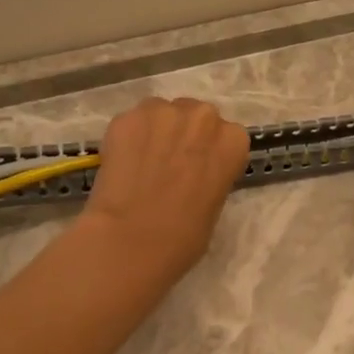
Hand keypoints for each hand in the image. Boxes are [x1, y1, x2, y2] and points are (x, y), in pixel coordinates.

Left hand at [84, 97, 250, 277]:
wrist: (131, 240)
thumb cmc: (184, 237)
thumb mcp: (215, 203)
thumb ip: (211, 174)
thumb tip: (193, 172)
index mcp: (232, 140)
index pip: (227, 135)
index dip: (209, 151)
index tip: (198, 168)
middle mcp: (202, 116)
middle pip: (196, 115)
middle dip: (184, 134)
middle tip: (170, 163)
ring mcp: (162, 112)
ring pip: (161, 113)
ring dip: (156, 131)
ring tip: (142, 162)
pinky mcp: (126, 117)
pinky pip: (132, 122)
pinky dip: (128, 138)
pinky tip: (121, 164)